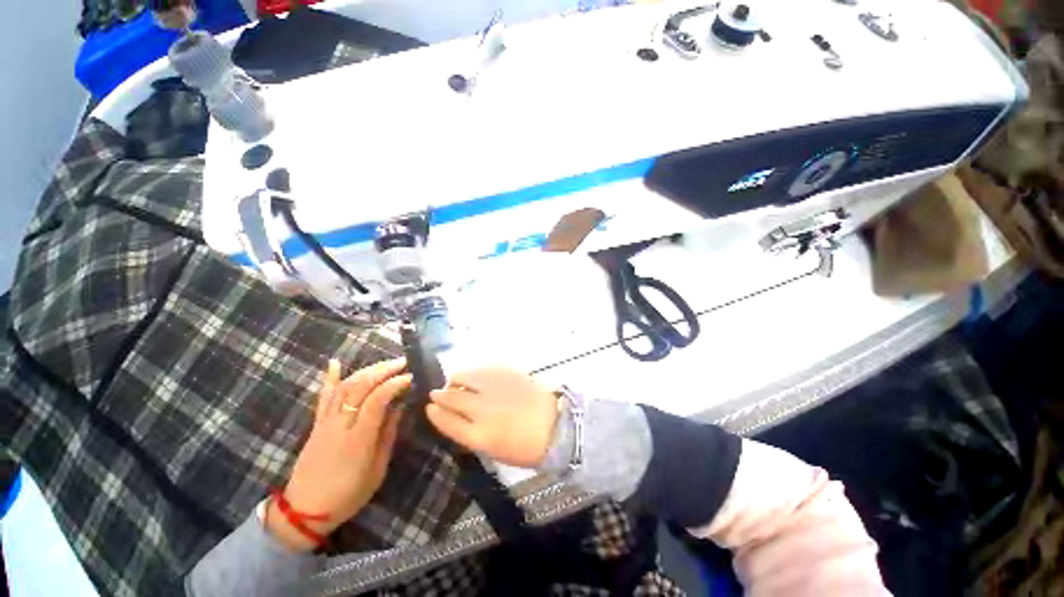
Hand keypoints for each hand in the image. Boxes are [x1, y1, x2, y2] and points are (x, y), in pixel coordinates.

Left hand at [266, 358, 409, 550]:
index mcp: (358, 439)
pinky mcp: (316, 424)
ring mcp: (325, 423)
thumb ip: (388, 435)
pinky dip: (329, 378)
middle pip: (360, 388)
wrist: (304, 512)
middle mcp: (340, 425)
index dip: (394, 384)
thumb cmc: (348, 495)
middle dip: (383, 370)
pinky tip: (335, 362)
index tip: (411, 376)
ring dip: (366, 371)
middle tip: (403, 362)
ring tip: (385, 363)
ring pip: (344, 387)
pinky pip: (323, 397)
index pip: (376, 401)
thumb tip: (399, 407)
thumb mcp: (377, 470)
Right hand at [426, 367, 557, 467]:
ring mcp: (495, 387)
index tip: (429, 406)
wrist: (555, 425)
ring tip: (456, 381)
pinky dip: (476, 371)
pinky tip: (477, 375)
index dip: (435, 413)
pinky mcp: (507, 373)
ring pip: (465, 376)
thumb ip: (472, 434)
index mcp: (479, 436)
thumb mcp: (495, 450)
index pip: (446, 421)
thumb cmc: (526, 446)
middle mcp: (482, 409)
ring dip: (456, 379)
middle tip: (437, 392)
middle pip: (452, 397)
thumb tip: (459, 418)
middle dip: (440, 394)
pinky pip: (483, 368)